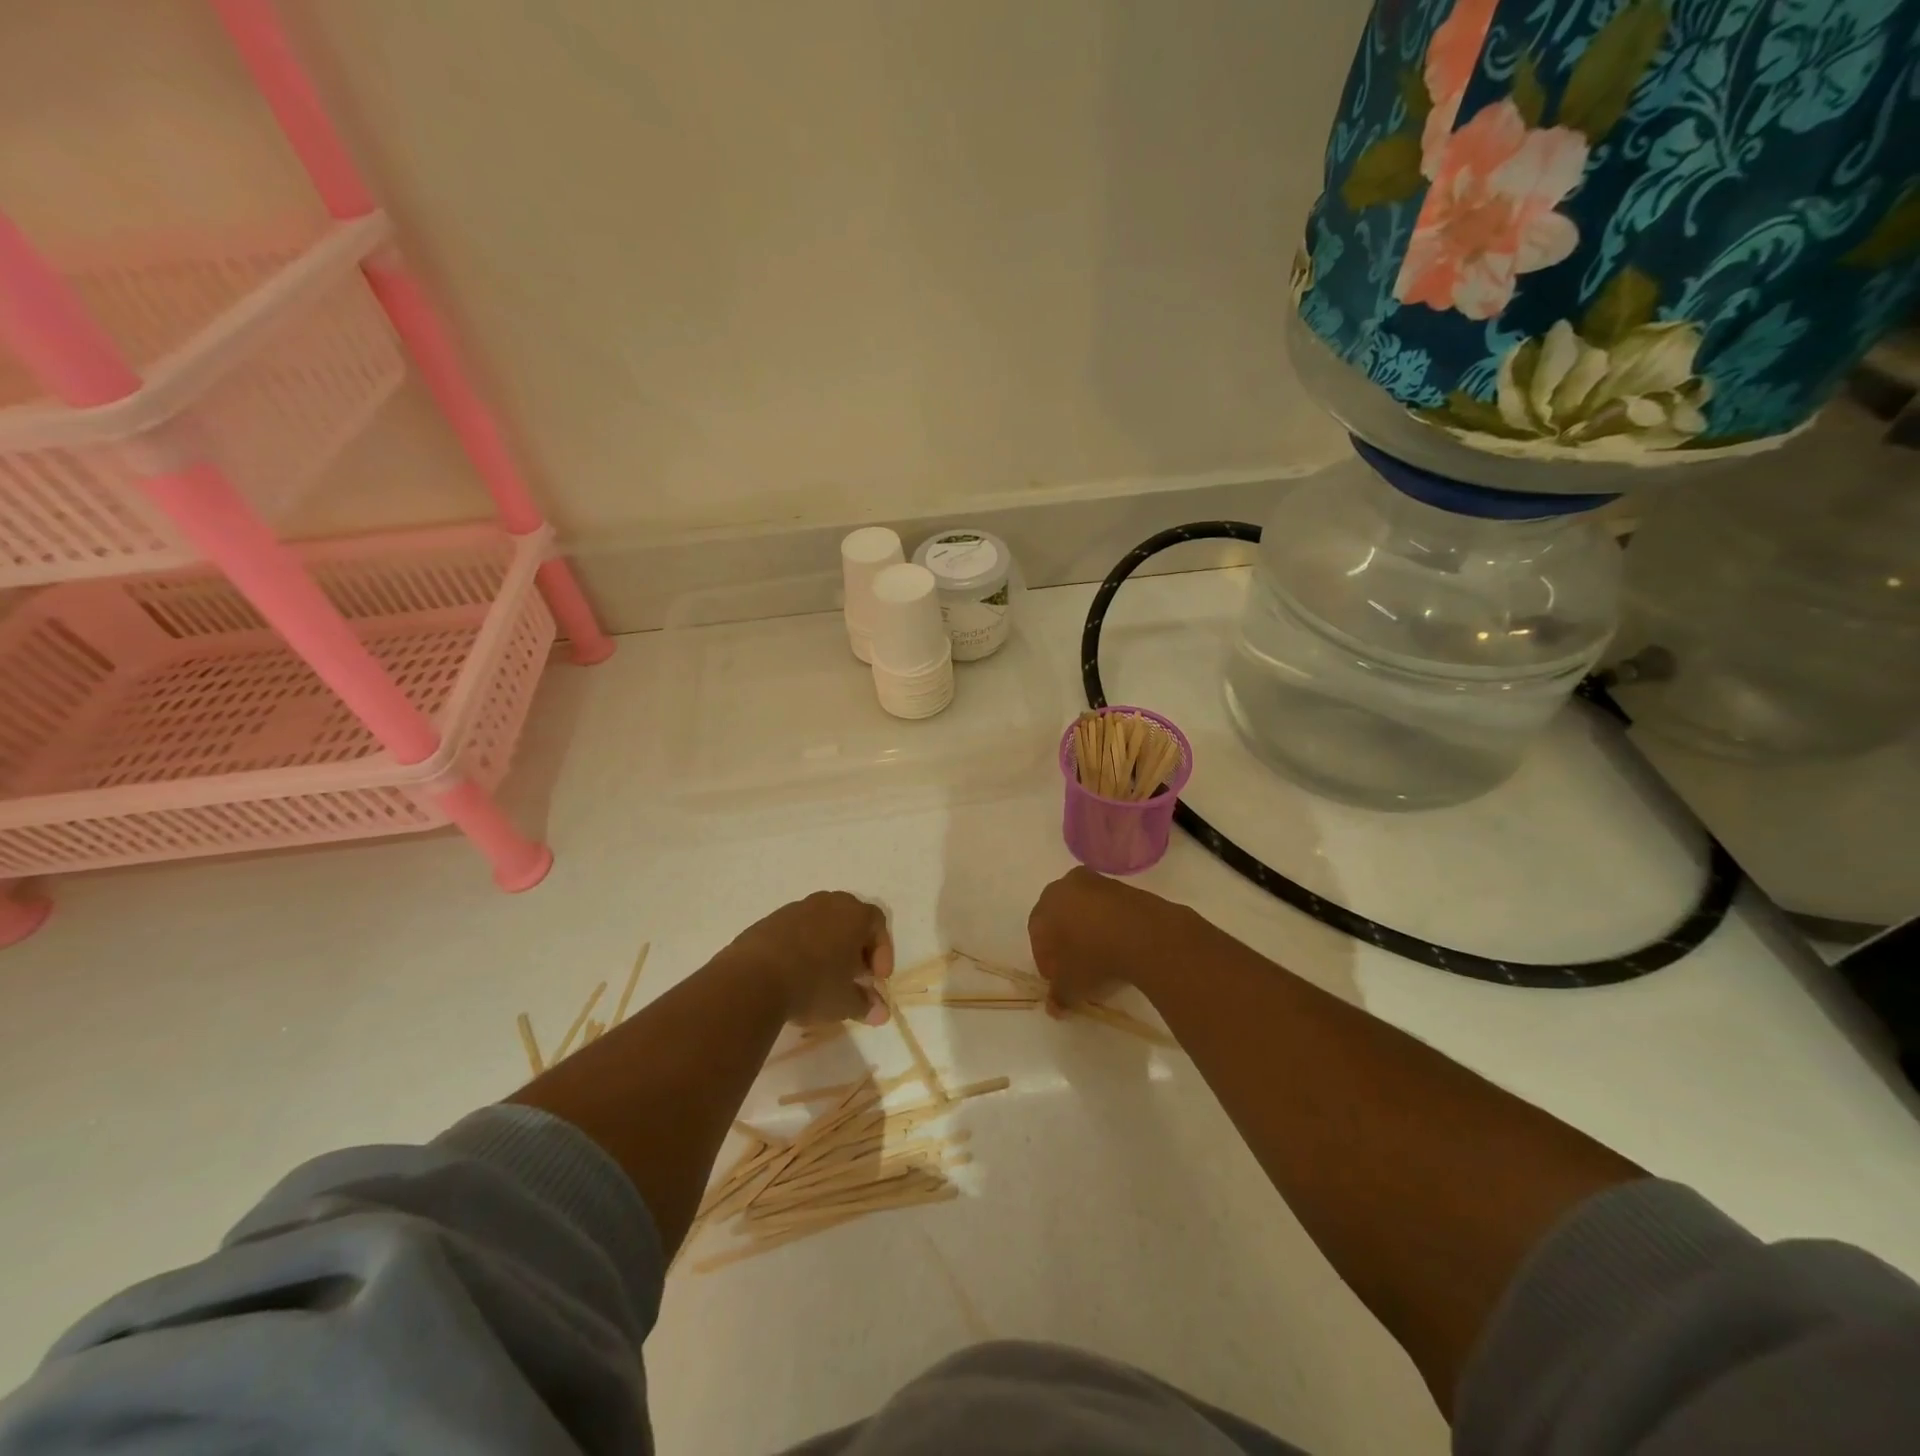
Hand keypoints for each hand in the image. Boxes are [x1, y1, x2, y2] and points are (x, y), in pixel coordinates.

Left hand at [722, 891, 893, 1026]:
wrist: (753, 979)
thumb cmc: (813, 985)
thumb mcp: (845, 1002)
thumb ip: (866, 1005)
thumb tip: (881, 1013)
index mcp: (853, 914)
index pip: (878, 924)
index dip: (882, 951)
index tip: (876, 979)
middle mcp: (828, 903)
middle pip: (851, 919)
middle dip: (856, 947)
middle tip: (854, 975)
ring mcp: (797, 908)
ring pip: (823, 923)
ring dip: (829, 946)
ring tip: (823, 976)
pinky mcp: (771, 920)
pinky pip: (797, 929)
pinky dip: (803, 947)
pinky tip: (795, 973)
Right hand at [1027, 867, 1185, 1010]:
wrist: (1143, 933)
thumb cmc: (1093, 956)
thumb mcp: (1071, 984)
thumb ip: (1058, 995)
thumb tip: (1054, 1008)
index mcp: (1045, 906)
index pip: (1037, 934)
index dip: (1046, 960)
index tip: (1058, 979)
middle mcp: (1065, 887)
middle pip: (1059, 916)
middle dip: (1065, 940)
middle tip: (1076, 965)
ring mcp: (1096, 882)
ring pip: (1085, 909)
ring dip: (1088, 930)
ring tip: (1102, 956)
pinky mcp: (1124, 886)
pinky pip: (1109, 908)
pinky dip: (1110, 924)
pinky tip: (1120, 944)